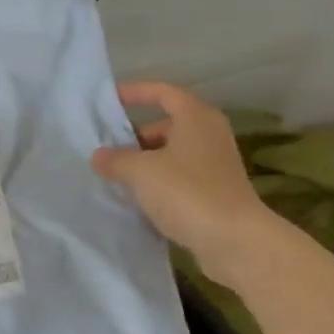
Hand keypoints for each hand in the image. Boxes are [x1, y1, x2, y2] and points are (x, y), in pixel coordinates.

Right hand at [90, 81, 278, 282]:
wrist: (234, 241)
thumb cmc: (187, 192)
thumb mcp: (141, 171)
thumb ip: (115, 159)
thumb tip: (99, 156)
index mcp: (195, 117)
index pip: (162, 92)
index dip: (135, 93)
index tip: (110, 100)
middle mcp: (209, 134)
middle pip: (166, 124)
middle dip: (135, 136)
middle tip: (108, 149)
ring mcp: (215, 164)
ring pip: (171, 153)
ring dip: (145, 162)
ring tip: (116, 176)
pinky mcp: (215, 191)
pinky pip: (179, 177)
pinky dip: (159, 182)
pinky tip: (138, 198)